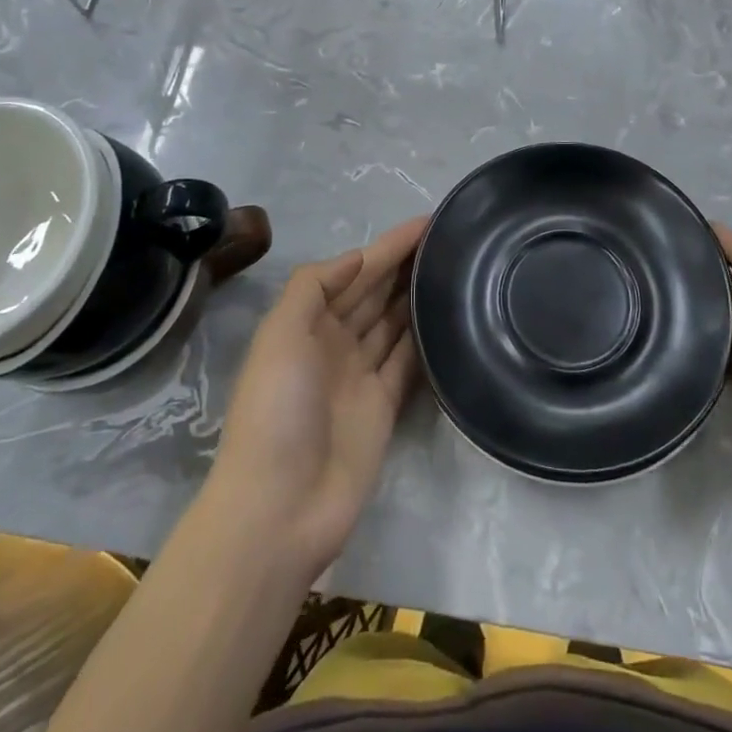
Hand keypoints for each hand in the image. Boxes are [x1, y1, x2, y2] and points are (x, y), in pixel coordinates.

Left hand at [207, 216, 426, 579]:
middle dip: (405, 265)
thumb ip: (313, 287)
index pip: (355, 272)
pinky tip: (448, 317)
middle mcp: (333, 343)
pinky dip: (423, 338)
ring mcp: (359, 376)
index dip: (387, 247)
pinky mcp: (383, 407)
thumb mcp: (280, 335)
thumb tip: (357, 257)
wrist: (279, 509)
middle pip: (375, 293)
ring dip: (416, 296)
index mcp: (306, 322)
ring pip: (393, 322)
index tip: (426, 222)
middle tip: (449, 238)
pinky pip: (407, 362)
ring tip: (454, 267)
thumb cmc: (276, 410)